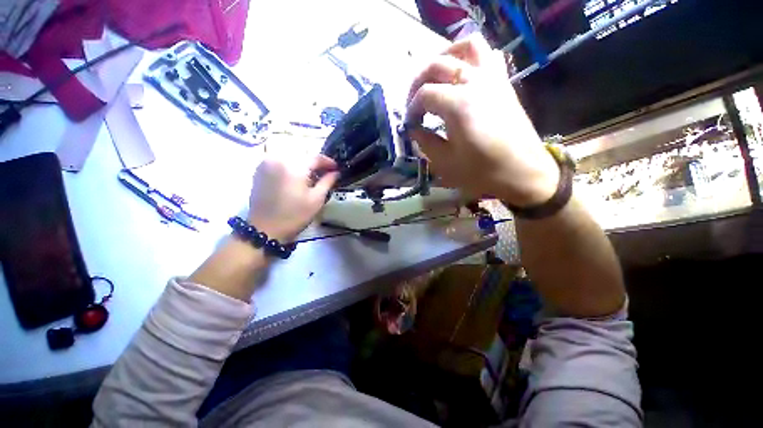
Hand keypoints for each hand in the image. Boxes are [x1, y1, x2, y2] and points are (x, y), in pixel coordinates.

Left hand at [247, 155, 338, 241]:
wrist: (265, 229)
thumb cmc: (294, 215)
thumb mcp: (316, 199)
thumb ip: (327, 182)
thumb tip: (336, 172)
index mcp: (294, 166)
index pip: (315, 157)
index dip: (328, 162)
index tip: (336, 168)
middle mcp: (278, 158)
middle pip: (302, 155)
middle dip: (315, 163)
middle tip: (325, 173)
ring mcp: (266, 163)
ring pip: (291, 157)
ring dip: (303, 164)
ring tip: (311, 177)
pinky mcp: (259, 170)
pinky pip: (279, 161)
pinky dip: (290, 166)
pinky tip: (295, 178)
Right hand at [406, 34, 558, 206]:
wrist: (521, 172)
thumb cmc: (481, 172)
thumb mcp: (445, 163)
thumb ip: (425, 142)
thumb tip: (414, 129)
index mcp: (458, 105)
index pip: (424, 94)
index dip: (412, 108)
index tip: (410, 124)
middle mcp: (475, 82)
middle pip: (438, 64)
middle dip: (418, 81)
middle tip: (414, 102)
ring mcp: (493, 79)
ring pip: (467, 46)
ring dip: (445, 56)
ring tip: (435, 76)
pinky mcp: (504, 83)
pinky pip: (488, 55)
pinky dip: (471, 57)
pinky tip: (463, 74)